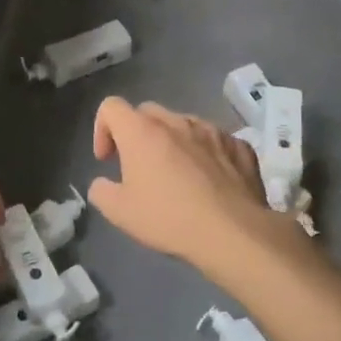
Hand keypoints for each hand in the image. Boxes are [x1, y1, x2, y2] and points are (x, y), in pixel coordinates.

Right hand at [88, 98, 287, 273]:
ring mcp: (212, 130)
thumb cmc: (169, 218)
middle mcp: (177, 121)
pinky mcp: (239, 145)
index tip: (108, 160)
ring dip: (174, 142)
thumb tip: (103, 184)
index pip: (111, 107)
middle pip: (148, 112)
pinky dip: (206, 154)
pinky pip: (215, 141)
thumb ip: (101, 191)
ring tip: (179, 175)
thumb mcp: (119, 213)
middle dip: (138, 134)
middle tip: (139, 167)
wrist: (233, 232)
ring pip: (184, 124)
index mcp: (142, 131)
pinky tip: (211, 182)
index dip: (102, 129)